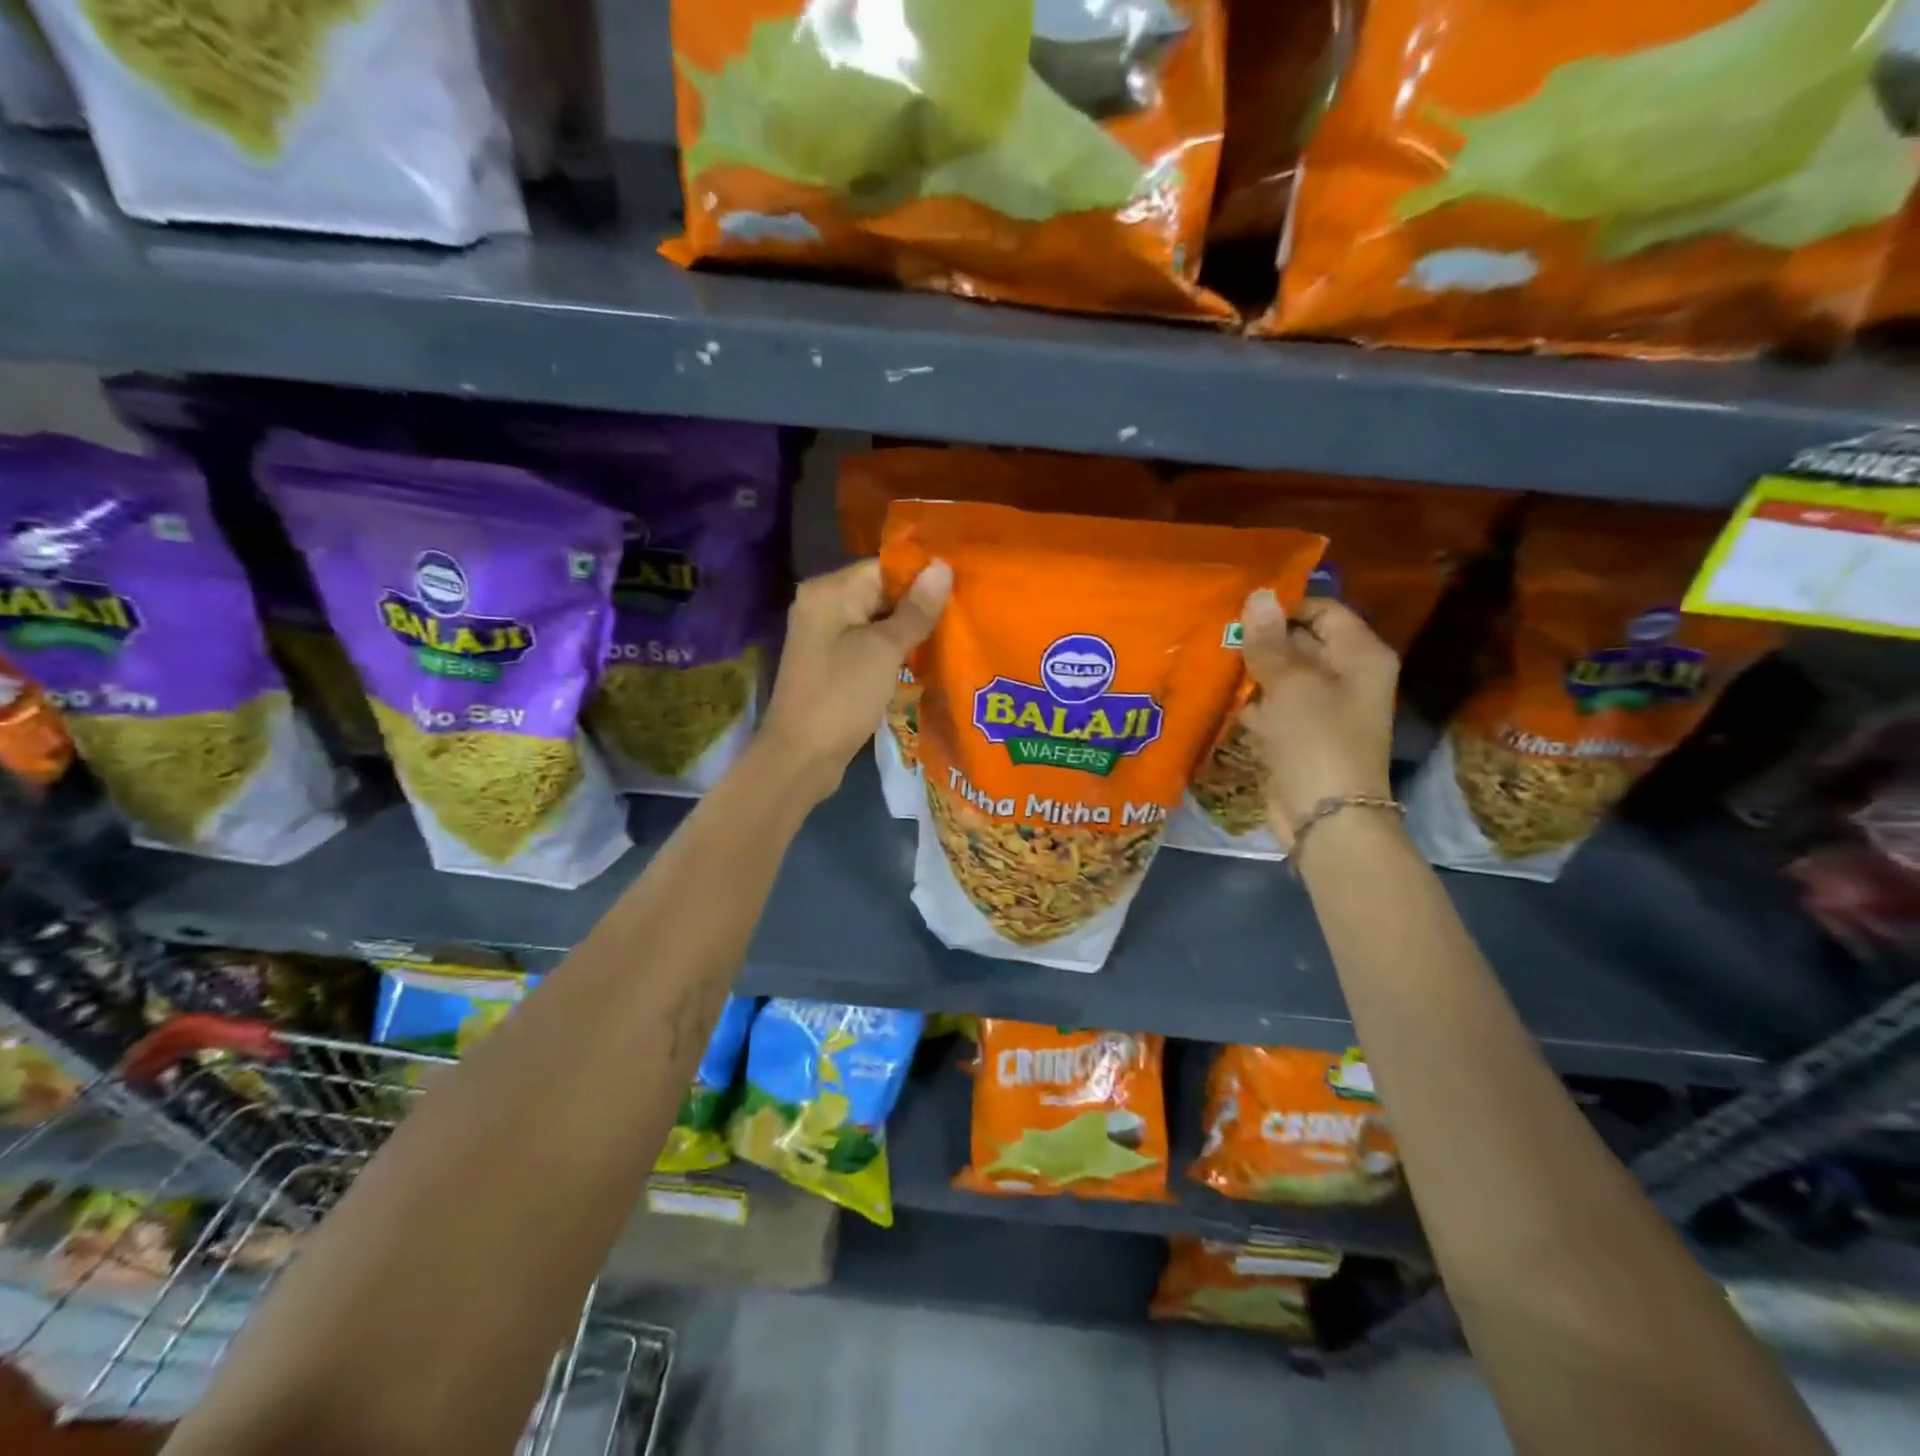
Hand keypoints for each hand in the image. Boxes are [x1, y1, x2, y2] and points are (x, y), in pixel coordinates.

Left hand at [760, 557, 951, 801]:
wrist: (801, 757)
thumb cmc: (842, 697)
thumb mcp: (884, 650)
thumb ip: (915, 610)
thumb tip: (942, 566)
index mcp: (828, 592)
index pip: (883, 567)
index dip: (921, 576)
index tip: (961, 586)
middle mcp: (822, 606)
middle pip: (880, 592)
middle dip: (918, 604)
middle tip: (963, 613)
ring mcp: (825, 637)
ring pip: (877, 621)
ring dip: (909, 629)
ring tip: (953, 633)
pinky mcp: (832, 664)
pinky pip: (869, 645)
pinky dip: (894, 650)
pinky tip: (925, 657)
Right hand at [1238, 592, 1397, 848]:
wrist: (1325, 817)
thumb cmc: (1317, 740)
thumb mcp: (1291, 684)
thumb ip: (1270, 641)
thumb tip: (1258, 595)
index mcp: (1359, 656)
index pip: (1324, 610)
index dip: (1285, 605)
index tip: (1240, 604)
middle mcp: (1344, 676)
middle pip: (1300, 641)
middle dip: (1260, 636)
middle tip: (1215, 626)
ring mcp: (1319, 708)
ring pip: (1280, 675)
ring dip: (1248, 667)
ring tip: (1207, 652)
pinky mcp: (1296, 734)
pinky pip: (1270, 705)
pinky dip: (1247, 699)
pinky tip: (1214, 690)